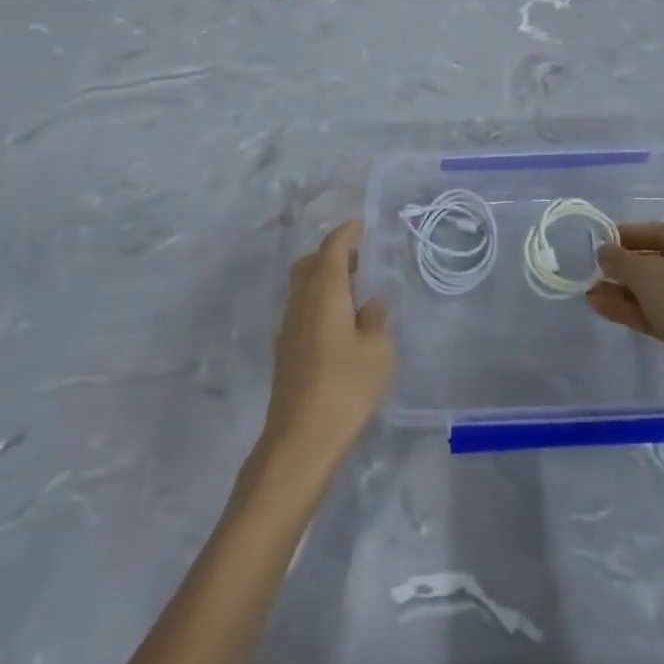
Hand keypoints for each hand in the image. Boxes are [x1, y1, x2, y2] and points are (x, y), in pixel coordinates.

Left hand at [260, 219, 394, 473]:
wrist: (300, 440)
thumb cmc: (345, 388)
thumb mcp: (377, 352)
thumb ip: (376, 321)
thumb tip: (372, 303)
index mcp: (324, 292)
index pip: (332, 248)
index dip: (346, 232)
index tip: (361, 224)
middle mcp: (301, 301)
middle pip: (311, 263)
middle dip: (332, 254)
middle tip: (359, 258)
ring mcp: (289, 326)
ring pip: (303, 286)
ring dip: (324, 278)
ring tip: (354, 289)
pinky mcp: (285, 350)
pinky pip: (302, 308)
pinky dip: (319, 301)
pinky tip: (340, 322)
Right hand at [587, 223, 663, 397]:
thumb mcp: (645, 272)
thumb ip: (620, 259)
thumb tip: (604, 251)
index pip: (652, 231)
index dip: (624, 235)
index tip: (597, 244)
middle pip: (651, 261)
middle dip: (620, 267)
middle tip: (591, 272)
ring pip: (650, 290)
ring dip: (620, 291)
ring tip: (588, 293)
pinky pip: (653, 312)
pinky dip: (629, 309)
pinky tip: (600, 308)